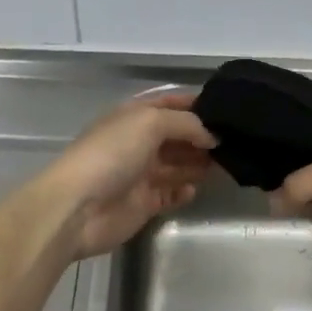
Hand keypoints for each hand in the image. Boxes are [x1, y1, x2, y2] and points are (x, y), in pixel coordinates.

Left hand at [40, 93, 216, 260]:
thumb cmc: (112, 154)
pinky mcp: (143, 203)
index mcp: (133, 116)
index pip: (168, 103)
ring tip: (224, 164)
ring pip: (177, 165)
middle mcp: (137, 142)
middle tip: (232, 141)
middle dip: (201, 137)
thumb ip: (185, 124)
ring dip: (198, 163)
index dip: (194, 104)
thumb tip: (210, 136)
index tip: (224, 110)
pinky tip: (194, 189)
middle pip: (176, 136)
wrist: (78, 207)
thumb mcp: (150, 123)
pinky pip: (170, 194)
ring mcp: (140, 174)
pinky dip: (184, 191)